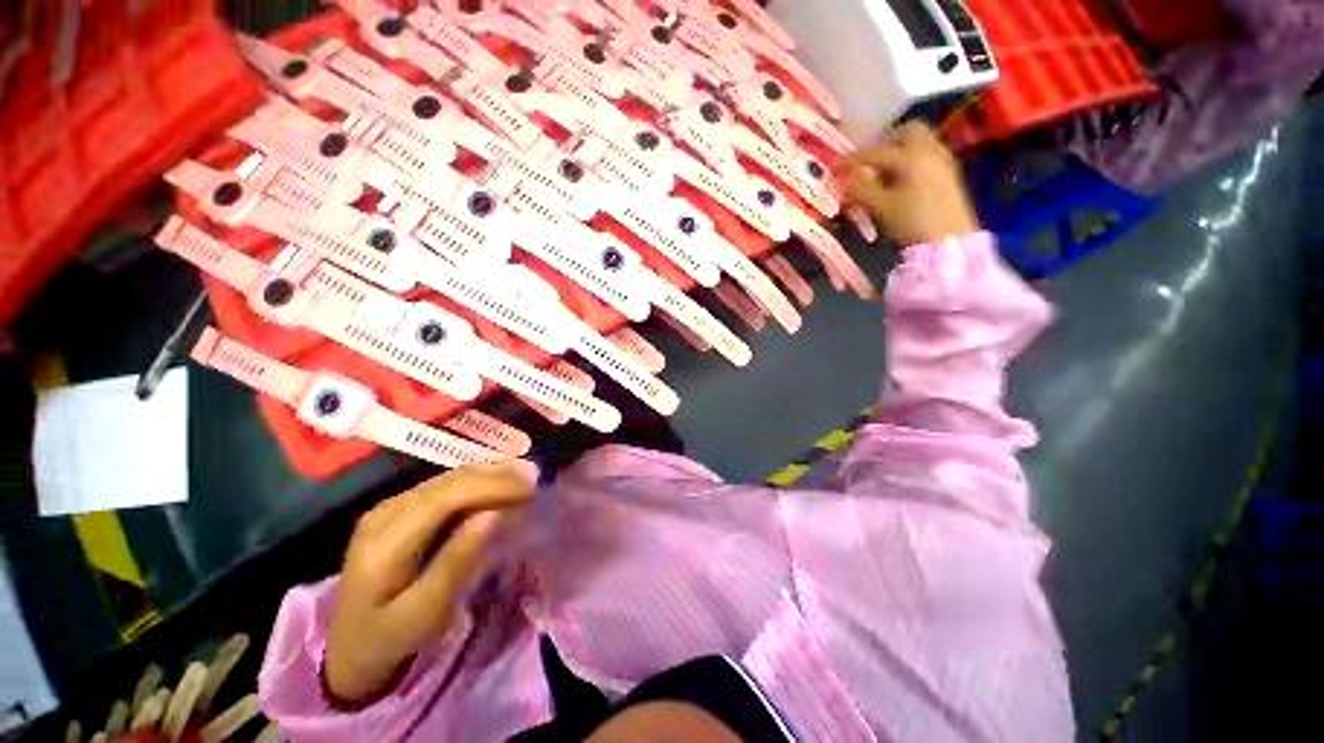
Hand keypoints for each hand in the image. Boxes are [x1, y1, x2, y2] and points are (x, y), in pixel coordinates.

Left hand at [323, 463, 536, 703]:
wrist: (351, 644)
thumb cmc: (391, 636)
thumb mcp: (425, 613)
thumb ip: (456, 563)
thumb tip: (493, 515)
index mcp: (383, 542)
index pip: (443, 498)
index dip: (490, 486)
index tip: (531, 488)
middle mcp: (385, 513)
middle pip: (448, 482)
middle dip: (497, 476)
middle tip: (536, 481)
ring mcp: (390, 506)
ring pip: (450, 478)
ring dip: (491, 475)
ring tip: (526, 480)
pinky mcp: (400, 507)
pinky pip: (447, 485)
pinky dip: (479, 482)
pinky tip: (501, 485)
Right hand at [843, 121, 980, 247]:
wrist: (949, 238)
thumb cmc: (912, 221)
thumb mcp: (881, 207)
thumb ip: (861, 190)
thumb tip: (844, 180)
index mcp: (910, 156)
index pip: (876, 153)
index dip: (853, 159)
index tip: (837, 165)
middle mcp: (929, 150)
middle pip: (908, 131)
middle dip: (886, 141)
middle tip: (870, 159)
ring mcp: (942, 160)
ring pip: (920, 142)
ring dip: (901, 151)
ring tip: (884, 173)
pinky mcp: (949, 174)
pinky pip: (928, 156)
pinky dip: (912, 161)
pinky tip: (903, 180)